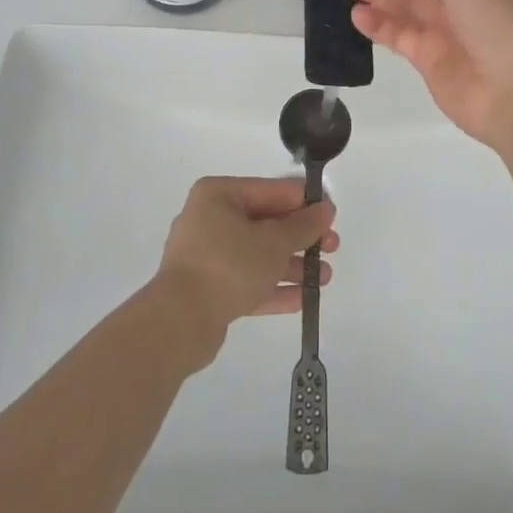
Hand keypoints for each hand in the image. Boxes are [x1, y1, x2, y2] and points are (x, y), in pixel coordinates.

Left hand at [154, 177, 338, 356]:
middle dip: (301, 238)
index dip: (304, 202)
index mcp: (219, 195)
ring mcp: (207, 255)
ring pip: (258, 254)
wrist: (180, 321)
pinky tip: (304, 298)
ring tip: (325, 277)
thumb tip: (326, 208)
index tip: (332, 215)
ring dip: (292, 265)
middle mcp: (210, 219)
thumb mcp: (274, 241)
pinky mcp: (208, 289)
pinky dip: (274, 286)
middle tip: (333, 247)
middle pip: (266, 223)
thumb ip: (303, 225)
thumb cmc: (229, 265)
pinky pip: (247, 280)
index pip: (271, 190)